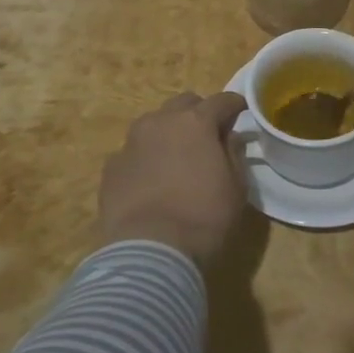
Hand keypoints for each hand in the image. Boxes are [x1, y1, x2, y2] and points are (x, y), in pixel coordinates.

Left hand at [99, 91, 247, 265]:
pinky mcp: (112, 166)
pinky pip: (134, 151)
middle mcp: (161, 121)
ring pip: (154, 123)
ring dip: (169, 131)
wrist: (149, 252)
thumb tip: (229, 137)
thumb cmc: (203, 217)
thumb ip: (234, 154)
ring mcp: (131, 142)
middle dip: (199, 112)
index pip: (221, 101)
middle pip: (184, 103)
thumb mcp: (236, 188)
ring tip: (176, 156)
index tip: (242, 111)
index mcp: (196, 122)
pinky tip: (151, 180)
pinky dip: (146, 158)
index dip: (235, 104)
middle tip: (208, 134)